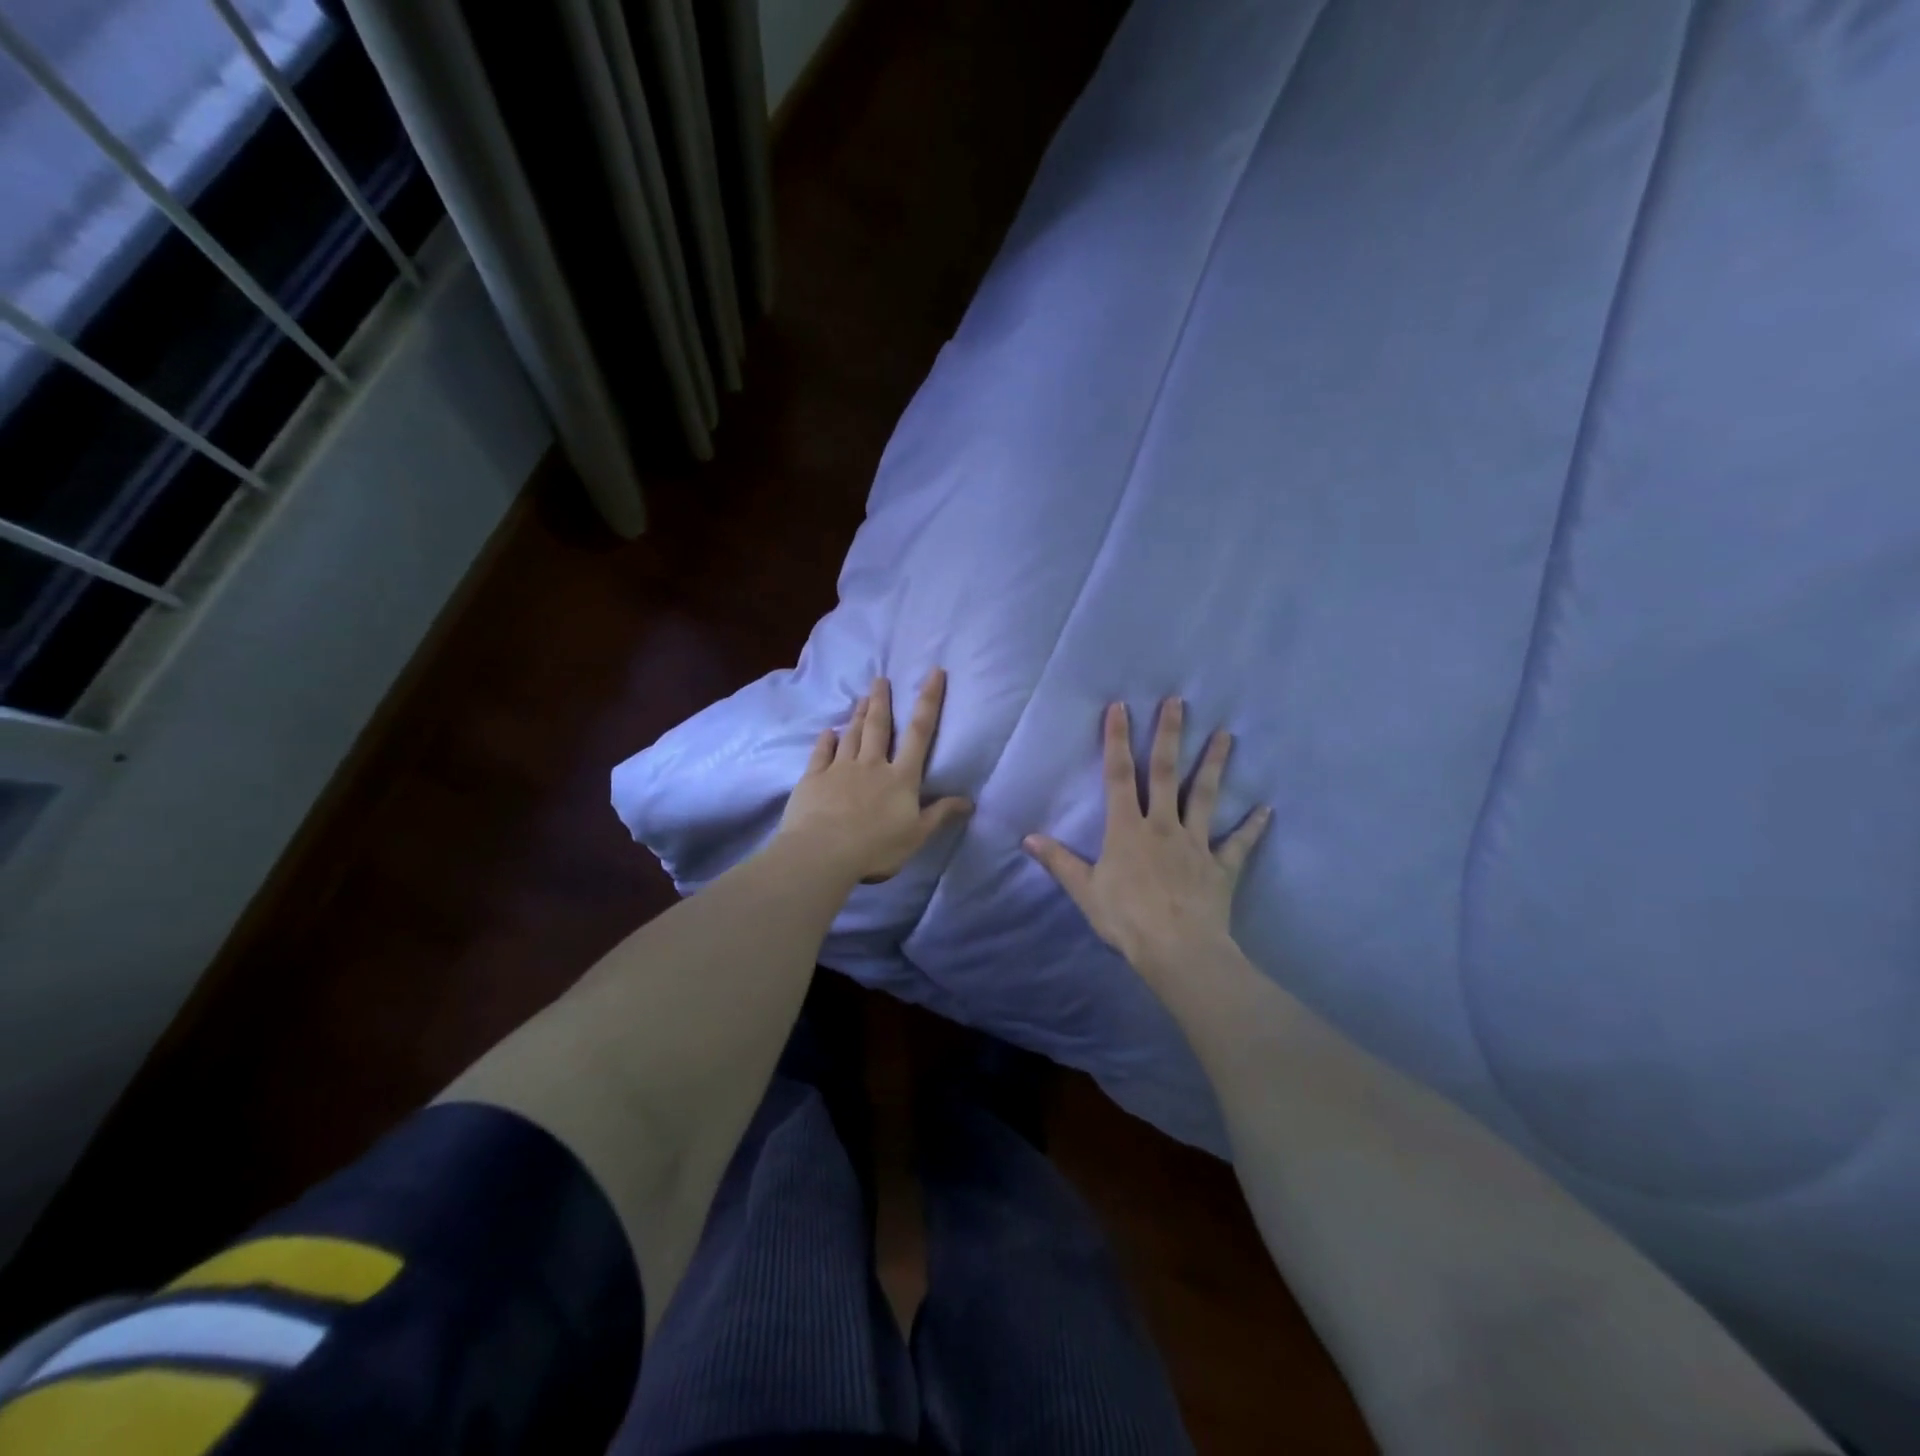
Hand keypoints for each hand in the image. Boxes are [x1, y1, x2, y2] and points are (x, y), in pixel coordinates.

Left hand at [776, 670, 973, 883]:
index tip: (934, 673)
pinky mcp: (814, 778)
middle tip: (880, 678)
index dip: (929, 701)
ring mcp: (840, 768)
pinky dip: (826, 740)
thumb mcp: (916, 835)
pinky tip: (829, 731)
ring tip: (863, 697)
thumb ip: (940, 814)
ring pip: (852, 735)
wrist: (822, 853)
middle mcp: (872, 765)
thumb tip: (969, 800)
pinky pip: (822, 753)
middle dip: (882, 700)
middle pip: (879, 726)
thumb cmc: (876, 847)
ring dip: (859, 715)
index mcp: (900, 777)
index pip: (920, 734)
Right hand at [1025, 699, 1270, 989]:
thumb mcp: (1084, 891)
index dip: (1116, 740)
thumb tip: (1027, 839)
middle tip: (1178, 702)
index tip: (1120, 707)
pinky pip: (1239, 844)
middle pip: (1165, 773)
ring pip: (1205, 796)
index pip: (1118, 775)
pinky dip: (1252, 827)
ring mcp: (1196, 843)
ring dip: (1215, 764)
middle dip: (1169, 735)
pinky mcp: (1221, 866)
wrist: (1178, 949)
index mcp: (1127, 829)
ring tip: (1226, 734)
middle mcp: (1163, 826)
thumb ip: (1059, 861)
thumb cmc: (1126, 919)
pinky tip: (1266, 809)